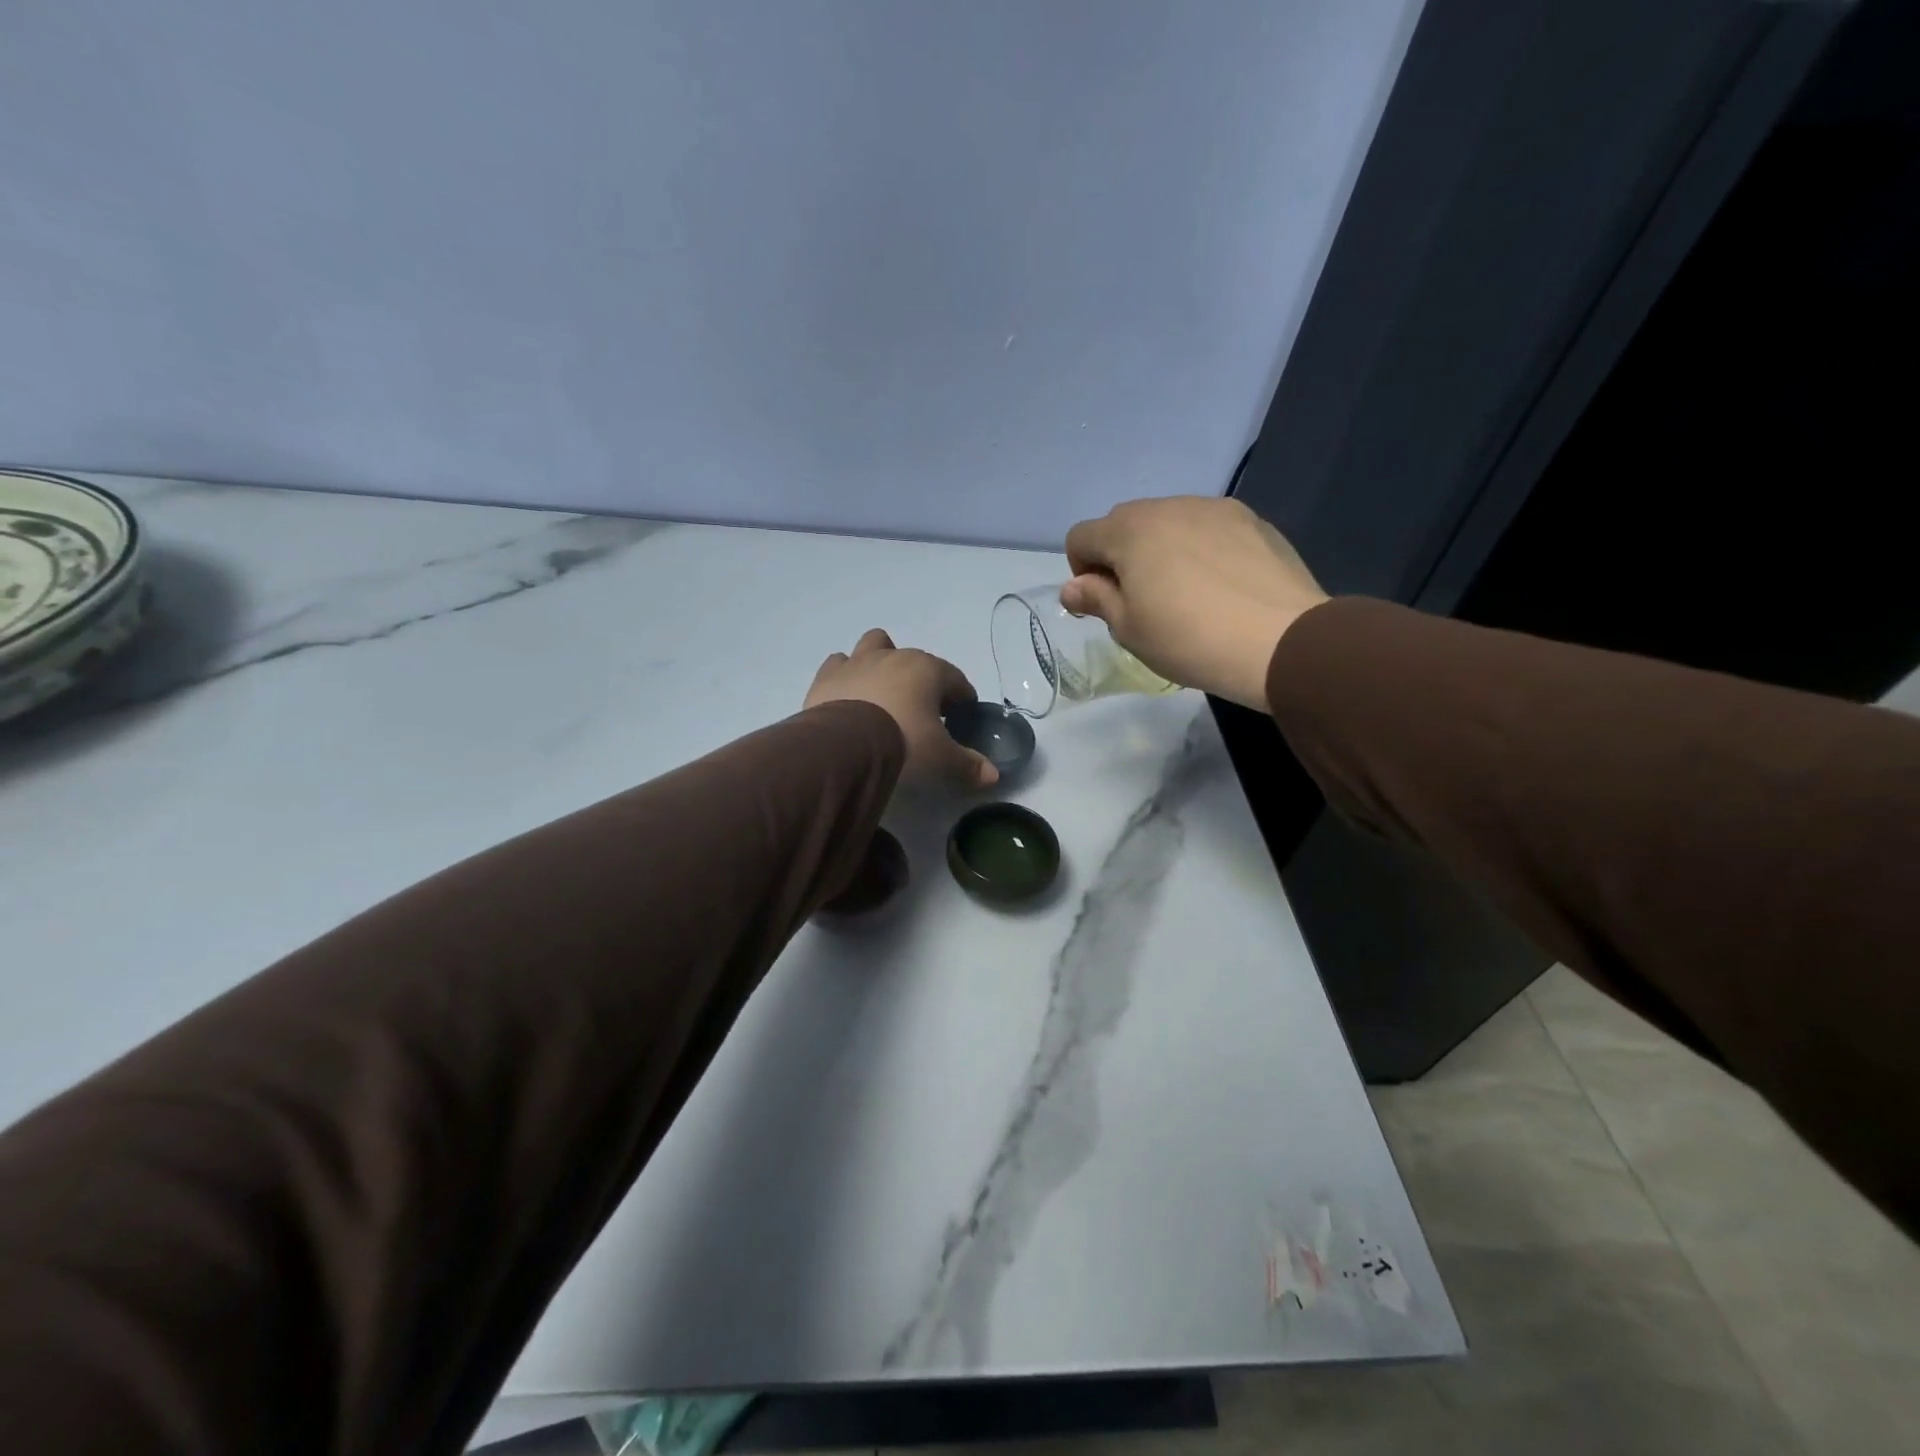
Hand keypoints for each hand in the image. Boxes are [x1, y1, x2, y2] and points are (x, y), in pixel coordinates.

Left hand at [804, 629, 998, 788]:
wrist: (845, 745)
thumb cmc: (904, 742)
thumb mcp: (941, 758)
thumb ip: (968, 764)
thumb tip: (993, 776)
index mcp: (928, 670)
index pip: (955, 679)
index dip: (962, 697)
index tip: (961, 716)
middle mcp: (894, 656)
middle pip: (916, 660)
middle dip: (923, 680)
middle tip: (923, 712)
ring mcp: (858, 662)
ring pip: (876, 645)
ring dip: (882, 661)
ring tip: (883, 691)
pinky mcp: (828, 676)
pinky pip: (840, 664)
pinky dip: (847, 675)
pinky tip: (849, 695)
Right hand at [1061, 497, 1328, 710]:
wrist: (1280, 641)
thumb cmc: (1188, 639)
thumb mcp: (1129, 629)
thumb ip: (1096, 599)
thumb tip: (1072, 587)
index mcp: (1129, 531)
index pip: (1082, 536)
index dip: (1081, 571)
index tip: (1103, 604)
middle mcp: (1169, 506)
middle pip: (1124, 523)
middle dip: (1120, 556)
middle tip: (1142, 601)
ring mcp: (1214, 508)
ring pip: (1169, 522)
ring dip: (1161, 549)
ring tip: (1186, 593)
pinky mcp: (1252, 520)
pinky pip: (1208, 528)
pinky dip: (1200, 548)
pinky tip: (1221, 586)